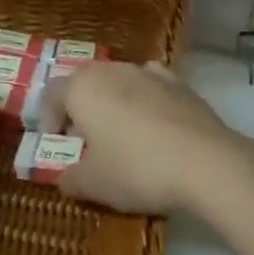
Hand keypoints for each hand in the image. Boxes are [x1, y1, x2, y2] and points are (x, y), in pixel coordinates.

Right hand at [42, 61, 242, 214]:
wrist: (205, 163)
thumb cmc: (137, 169)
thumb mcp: (94, 184)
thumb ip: (70, 179)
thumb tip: (63, 178)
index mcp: (81, 88)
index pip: (51, 94)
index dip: (47, 118)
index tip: (54, 143)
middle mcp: (110, 70)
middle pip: (84, 82)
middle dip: (79, 108)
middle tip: (85, 140)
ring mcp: (146, 72)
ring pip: (117, 80)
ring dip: (111, 102)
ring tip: (121, 134)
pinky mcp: (177, 82)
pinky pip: (150, 83)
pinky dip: (144, 97)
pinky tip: (153, 121)